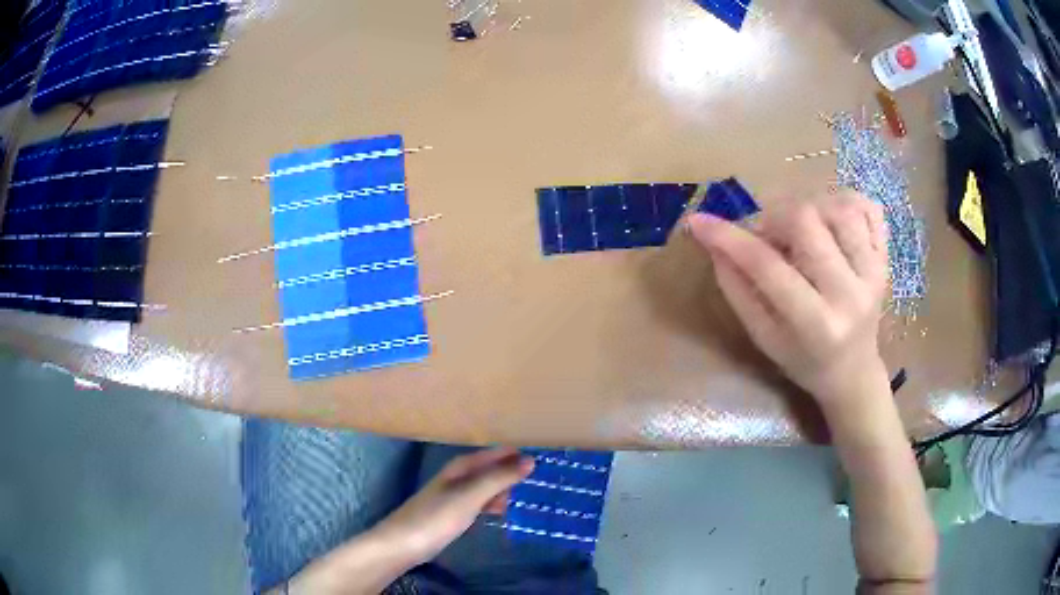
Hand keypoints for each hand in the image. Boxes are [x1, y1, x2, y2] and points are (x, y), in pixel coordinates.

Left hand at [375, 447, 533, 565]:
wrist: (403, 543)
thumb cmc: (437, 516)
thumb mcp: (471, 495)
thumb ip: (499, 478)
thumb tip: (530, 460)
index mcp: (462, 466)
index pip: (495, 453)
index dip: (516, 454)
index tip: (544, 459)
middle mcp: (459, 476)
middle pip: (492, 469)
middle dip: (514, 472)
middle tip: (544, 482)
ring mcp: (455, 496)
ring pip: (487, 487)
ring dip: (506, 490)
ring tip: (530, 499)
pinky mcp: (453, 514)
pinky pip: (480, 503)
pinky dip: (494, 505)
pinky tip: (504, 513)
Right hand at [688, 190, 889, 408]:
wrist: (853, 373)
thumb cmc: (804, 361)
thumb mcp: (764, 338)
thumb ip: (738, 290)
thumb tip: (714, 243)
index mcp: (816, 325)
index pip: (767, 267)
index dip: (728, 238)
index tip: (698, 222)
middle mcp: (850, 294)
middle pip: (806, 221)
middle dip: (772, 217)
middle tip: (766, 234)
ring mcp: (874, 273)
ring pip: (838, 207)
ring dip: (807, 206)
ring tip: (798, 227)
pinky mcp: (886, 259)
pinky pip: (868, 209)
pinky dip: (844, 201)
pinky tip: (830, 217)